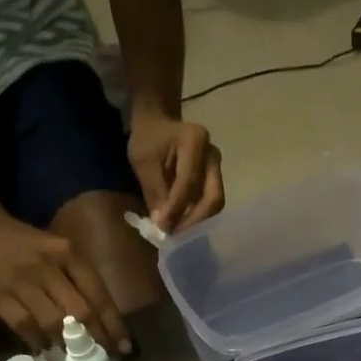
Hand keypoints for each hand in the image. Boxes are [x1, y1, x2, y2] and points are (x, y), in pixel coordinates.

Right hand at [0, 215, 129, 355]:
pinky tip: (46, 350)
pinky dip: (39, 342)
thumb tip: (105, 328)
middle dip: (95, 339)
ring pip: (53, 321)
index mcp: (68, 254)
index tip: (123, 347)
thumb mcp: (62, 255)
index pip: (98, 294)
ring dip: (68, 344)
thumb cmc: (32, 250)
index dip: (113, 325)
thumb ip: (81, 285)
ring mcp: (21, 281)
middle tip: (103, 358)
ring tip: (76, 357)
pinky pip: (25, 326)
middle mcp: (47, 266)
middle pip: (79, 311)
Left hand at [127, 112, 224, 233]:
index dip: (176, 209)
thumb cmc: (149, 138)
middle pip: (213, 198)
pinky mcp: (216, 180)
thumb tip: (163, 225)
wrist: (159, 124)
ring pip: (214, 204)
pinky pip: (210, 204)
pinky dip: (197, 218)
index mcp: (195, 140)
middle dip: (195, 221)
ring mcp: (217, 168)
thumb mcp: (143, 161)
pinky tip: (182, 225)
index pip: (189, 183)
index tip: (162, 227)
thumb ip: (154, 191)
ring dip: (197, 223)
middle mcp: (212, 155)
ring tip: (178, 233)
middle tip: (176, 236)